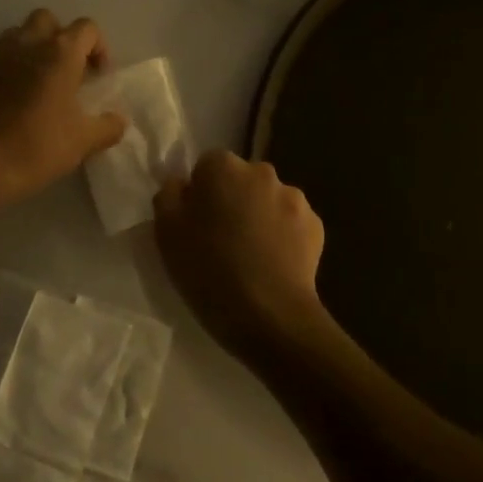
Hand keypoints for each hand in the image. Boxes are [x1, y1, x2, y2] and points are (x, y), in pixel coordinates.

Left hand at [0, 10, 127, 208]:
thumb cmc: (35, 148)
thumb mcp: (82, 142)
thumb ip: (107, 126)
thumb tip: (119, 120)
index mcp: (59, 53)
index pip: (87, 28)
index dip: (98, 47)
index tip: (97, 76)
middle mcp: (25, 43)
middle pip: (47, 20)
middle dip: (59, 38)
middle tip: (65, 71)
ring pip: (15, 35)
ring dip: (29, 49)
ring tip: (33, 81)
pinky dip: (2, 68)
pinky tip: (3, 96)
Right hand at [154, 151, 331, 362]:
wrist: (269, 316)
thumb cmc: (208, 269)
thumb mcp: (166, 232)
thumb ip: (169, 195)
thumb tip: (181, 183)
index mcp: (223, 167)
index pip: (206, 165)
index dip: (199, 191)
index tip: (195, 221)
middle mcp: (262, 172)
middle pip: (240, 179)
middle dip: (232, 199)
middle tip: (220, 238)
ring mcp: (294, 198)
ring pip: (267, 200)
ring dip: (259, 216)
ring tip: (250, 255)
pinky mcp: (316, 226)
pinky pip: (290, 223)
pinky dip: (281, 236)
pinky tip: (272, 264)